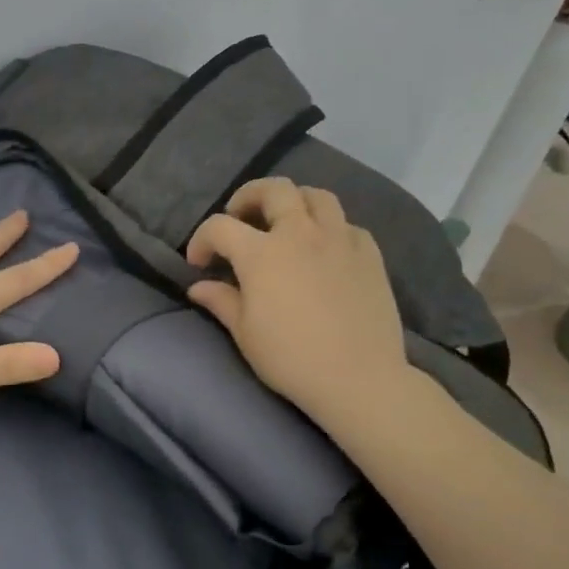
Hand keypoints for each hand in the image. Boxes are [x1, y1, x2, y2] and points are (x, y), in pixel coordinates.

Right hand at [184, 177, 412, 432]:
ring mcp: (340, 240)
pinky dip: (330, 228)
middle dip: (249, 196)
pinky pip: (348, 225)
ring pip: (317, 196)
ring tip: (285, 222)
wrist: (359, 379)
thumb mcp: (245, 333)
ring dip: (294, 201)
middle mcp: (300, 234)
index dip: (201, 239)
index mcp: (262, 253)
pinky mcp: (370, 255)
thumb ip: (221, 301)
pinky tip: (324, 249)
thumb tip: (198, 287)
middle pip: (274, 189)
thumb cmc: (291, 358)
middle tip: (240, 217)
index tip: (198, 263)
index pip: (220, 226)